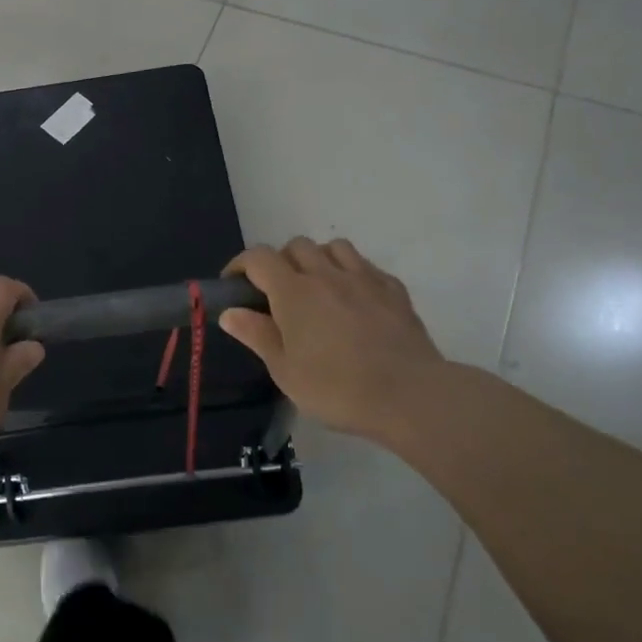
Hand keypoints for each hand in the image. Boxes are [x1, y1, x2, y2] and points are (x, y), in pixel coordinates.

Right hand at [220, 238, 444, 439]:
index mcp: (293, 292)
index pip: (258, 258)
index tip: (233, 285)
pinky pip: (366, 266)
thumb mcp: (285, 371)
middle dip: (280, 261)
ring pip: (334, 247)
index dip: (240, 265)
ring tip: (317, 287)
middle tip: (278, 292)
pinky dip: (352, 273)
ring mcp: (364, 278)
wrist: (411, 396)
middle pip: (295, 245)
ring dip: (318, 259)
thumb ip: (257, 335)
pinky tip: (355, 298)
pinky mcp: (394, 290)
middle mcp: (326, 275)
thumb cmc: (338, 388)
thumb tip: (230, 312)